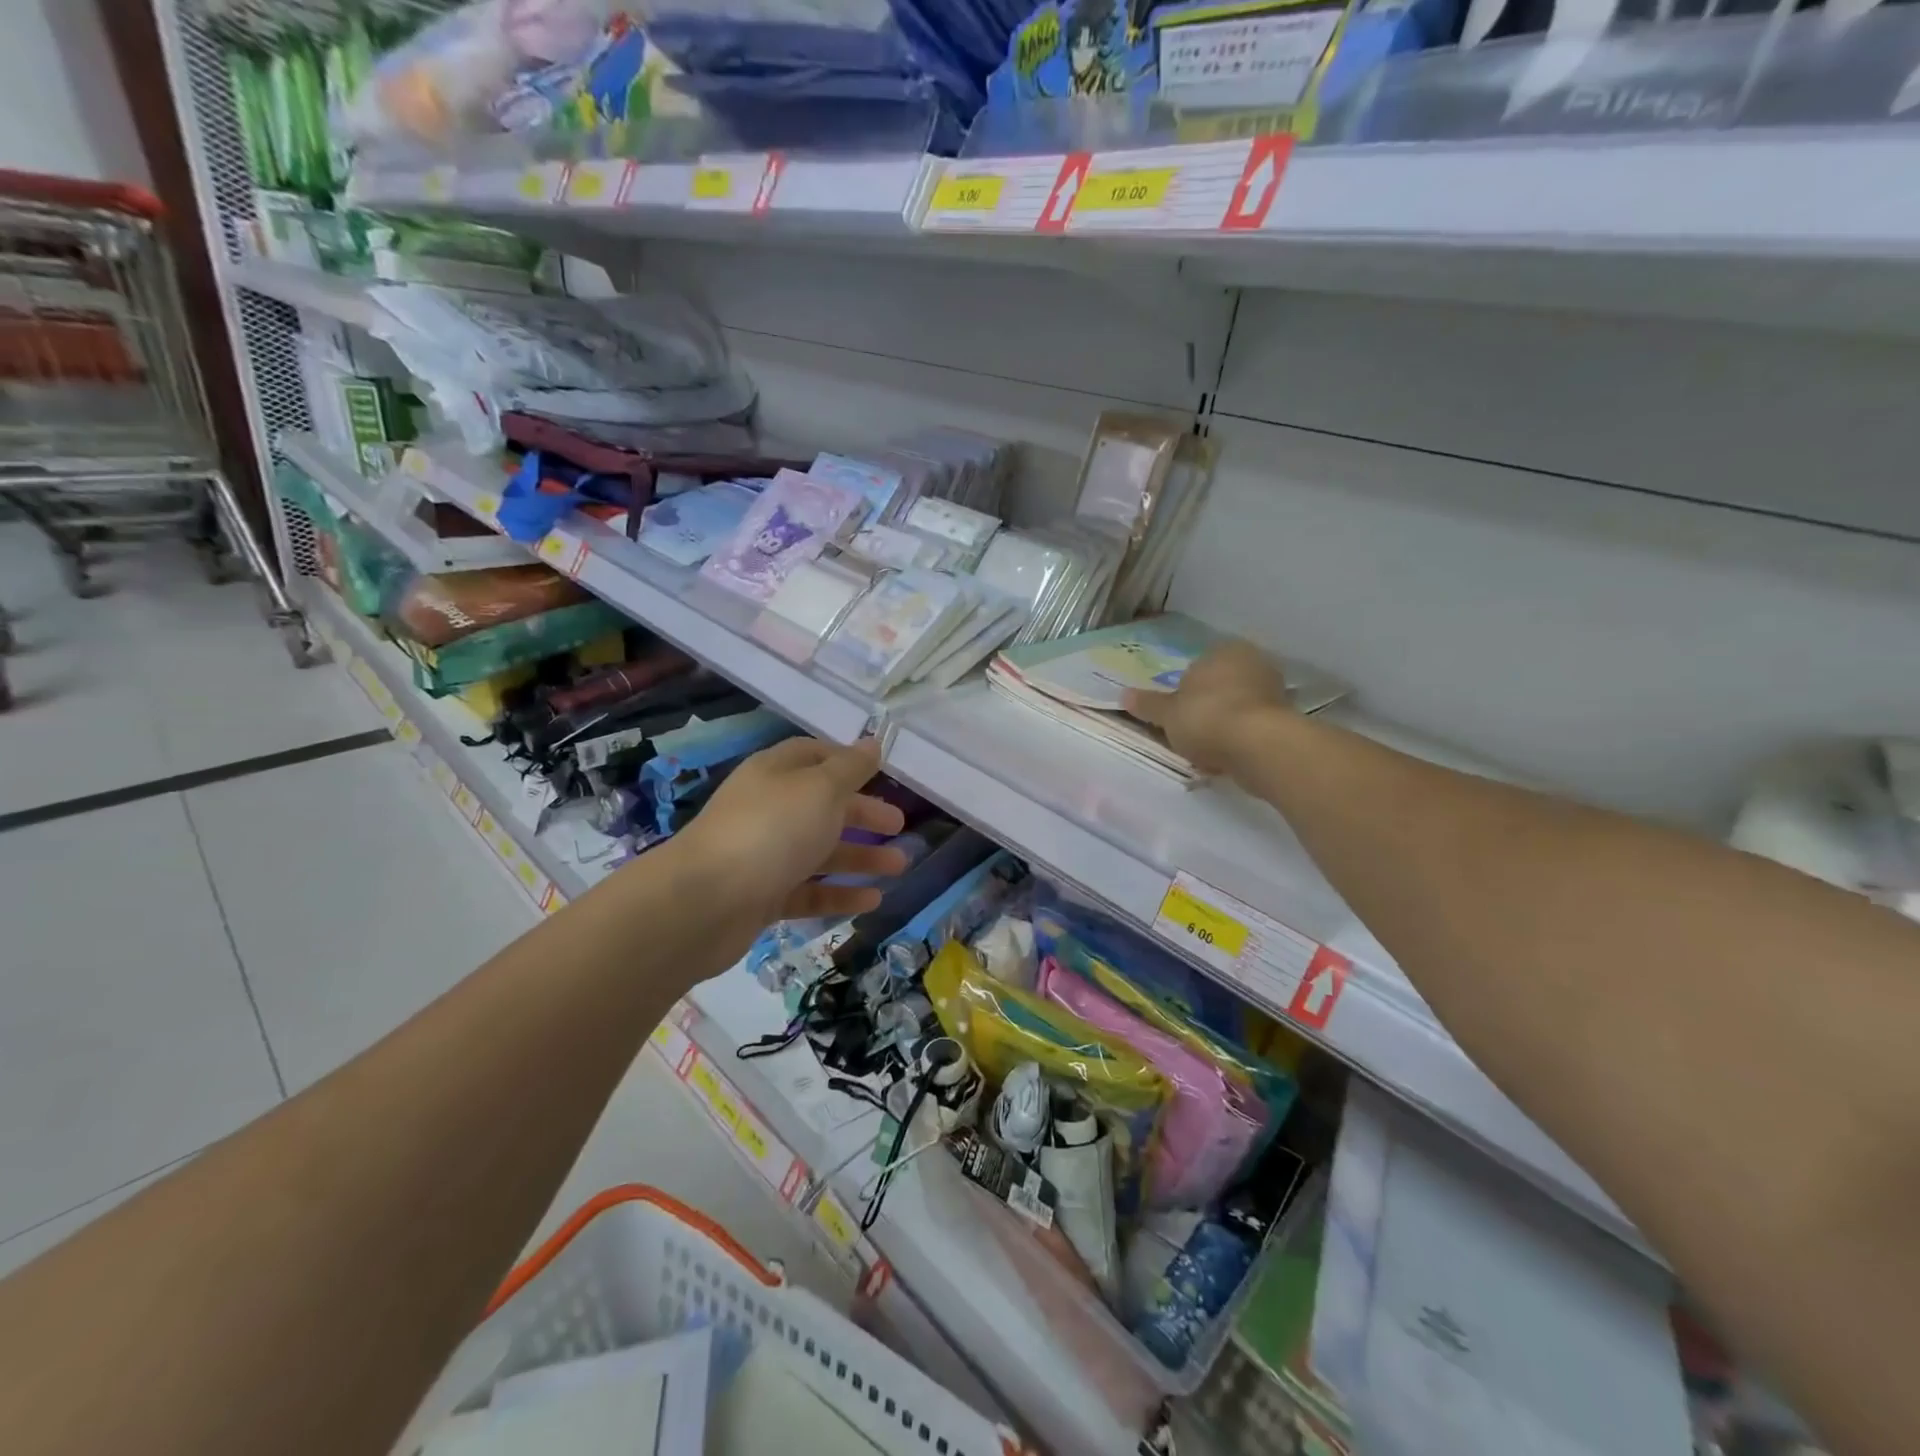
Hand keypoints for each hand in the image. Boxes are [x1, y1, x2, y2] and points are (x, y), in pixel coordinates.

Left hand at [674, 737, 908, 931]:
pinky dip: (840, 894)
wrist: (704, 902)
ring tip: (899, 867)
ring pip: (820, 851)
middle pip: (822, 806)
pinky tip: (872, 901)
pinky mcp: (762, 896)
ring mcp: (764, 855)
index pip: (814, 756)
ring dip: (860, 857)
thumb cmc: (771, 830)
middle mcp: (769, 809)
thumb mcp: (820, 789)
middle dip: (863, 814)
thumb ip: (850, 768)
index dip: (847, 762)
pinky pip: (809, 890)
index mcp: (776, 773)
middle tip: (899, 826)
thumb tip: (872, 744)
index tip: (881, 773)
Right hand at [1121, 639, 1292, 774]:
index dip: (1184, 692)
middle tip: (1190, 733)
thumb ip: (1147, 704)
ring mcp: (1273, 690)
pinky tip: (1228, 758)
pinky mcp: (1286, 719)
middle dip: (1207, 707)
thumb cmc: (1206, 718)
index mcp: (1222, 650)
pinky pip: (1253, 727)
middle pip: (1220, 687)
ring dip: (1224, 725)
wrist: (1259, 746)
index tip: (1176, 716)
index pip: (1198, 667)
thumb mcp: (1167, 714)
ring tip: (1208, 751)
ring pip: (1238, 707)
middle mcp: (1252, 662)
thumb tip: (1124, 695)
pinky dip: (1241, 739)